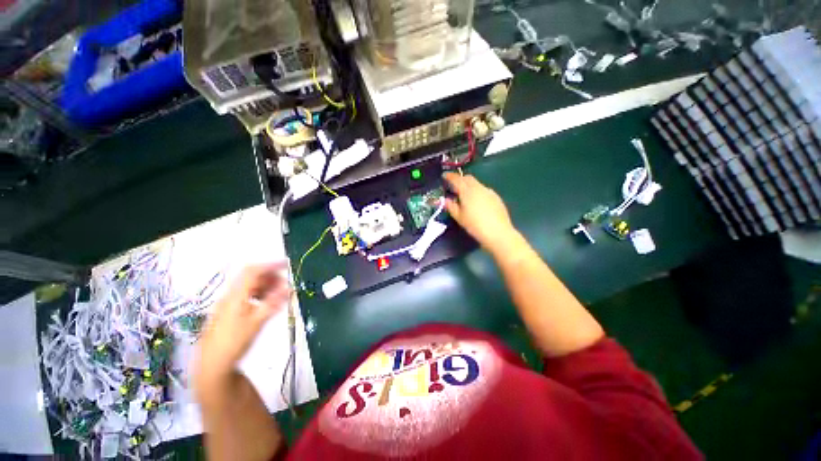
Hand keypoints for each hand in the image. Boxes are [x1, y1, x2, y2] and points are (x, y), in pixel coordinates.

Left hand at [194, 264, 289, 399]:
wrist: (213, 364)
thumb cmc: (234, 342)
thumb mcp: (256, 322)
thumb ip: (273, 303)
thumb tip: (289, 288)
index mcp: (236, 295)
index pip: (253, 271)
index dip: (270, 265)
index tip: (287, 265)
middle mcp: (231, 296)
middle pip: (251, 277)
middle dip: (271, 277)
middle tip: (285, 285)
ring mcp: (229, 304)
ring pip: (250, 287)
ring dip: (266, 286)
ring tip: (279, 295)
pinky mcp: (230, 312)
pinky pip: (247, 296)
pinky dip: (260, 295)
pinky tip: (267, 304)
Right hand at [444, 173, 517, 254]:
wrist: (498, 233)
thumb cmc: (475, 225)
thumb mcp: (459, 217)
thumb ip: (451, 206)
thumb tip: (445, 200)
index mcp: (467, 191)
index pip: (457, 179)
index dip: (450, 176)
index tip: (445, 175)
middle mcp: (479, 188)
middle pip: (468, 178)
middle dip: (460, 179)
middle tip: (454, 186)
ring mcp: (489, 192)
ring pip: (477, 184)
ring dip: (469, 186)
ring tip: (465, 196)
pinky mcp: (496, 197)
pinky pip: (484, 190)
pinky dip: (477, 192)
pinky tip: (477, 202)